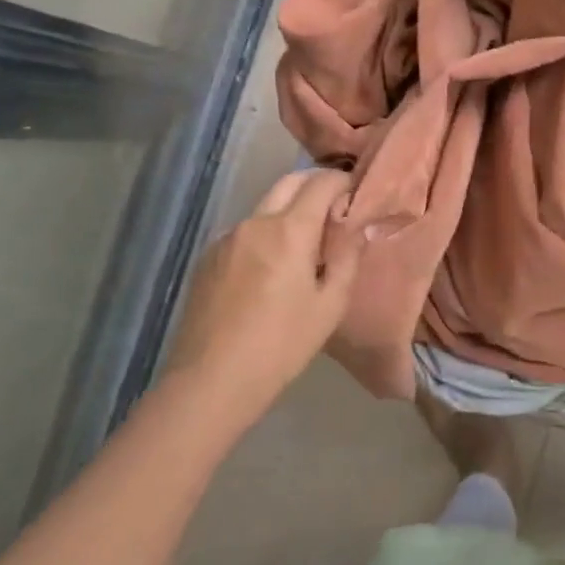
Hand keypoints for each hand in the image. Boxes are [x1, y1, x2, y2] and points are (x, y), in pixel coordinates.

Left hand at [163, 169, 359, 412]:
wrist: (210, 382)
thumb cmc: (282, 345)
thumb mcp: (330, 305)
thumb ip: (347, 257)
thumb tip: (357, 226)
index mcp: (289, 230)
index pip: (321, 183)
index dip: (343, 183)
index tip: (357, 196)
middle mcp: (255, 222)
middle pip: (289, 182)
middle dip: (315, 185)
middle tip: (335, 210)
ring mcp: (226, 239)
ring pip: (265, 207)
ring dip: (289, 212)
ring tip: (304, 247)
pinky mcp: (207, 259)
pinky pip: (245, 232)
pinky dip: (265, 235)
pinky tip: (269, 271)